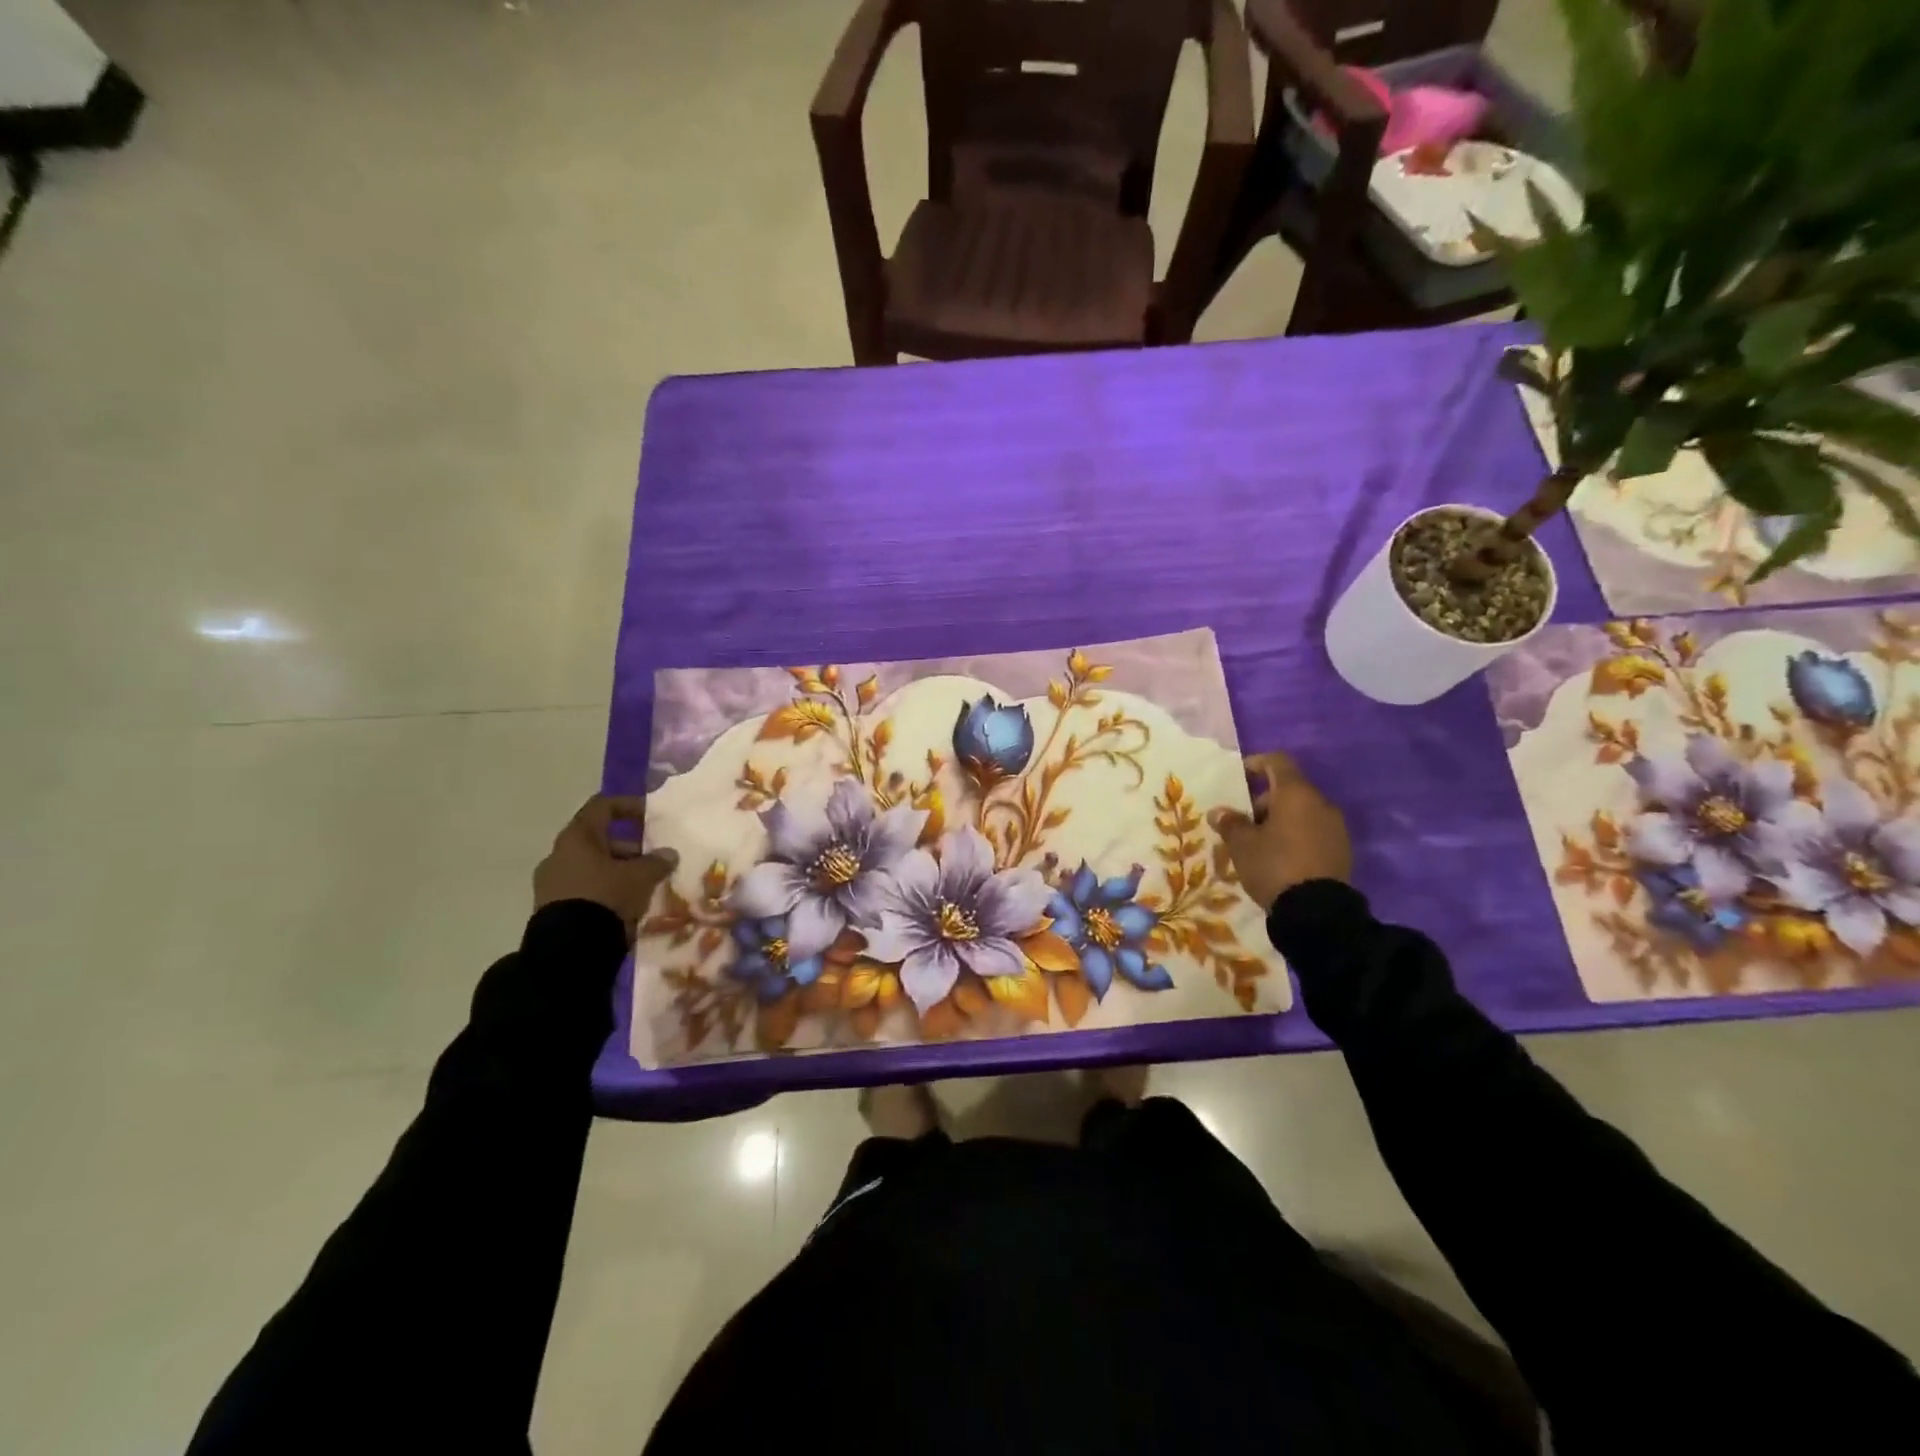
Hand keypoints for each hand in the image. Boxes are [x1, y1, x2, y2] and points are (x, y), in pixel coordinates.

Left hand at [533, 795, 678, 942]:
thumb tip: (668, 854)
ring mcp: (551, 882)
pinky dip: (604, 889)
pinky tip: (624, 904)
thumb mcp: (640, 877)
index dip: (629, 806)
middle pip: (597, 839)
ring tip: (642, 885)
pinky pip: (583, 888)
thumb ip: (657, 861)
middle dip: (628, 846)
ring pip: (590, 866)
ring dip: (617, 870)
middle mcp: (559, 854)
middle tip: (651, 858)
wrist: (569, 949)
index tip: (650, 815)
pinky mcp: (550, 907)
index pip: (603, 806)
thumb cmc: (606, 897)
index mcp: (577, 837)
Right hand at [1210, 751, 1350, 911]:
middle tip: (1244, 822)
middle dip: (1264, 800)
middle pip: (1290, 789)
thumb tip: (1219, 812)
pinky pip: (1314, 831)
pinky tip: (1281, 858)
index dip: (1256, 764)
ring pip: (1303, 811)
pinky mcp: (1342, 849)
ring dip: (1281, 819)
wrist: (1317, 912)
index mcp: (1296, 794)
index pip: (1277, 761)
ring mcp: (1335, 827)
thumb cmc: (1274, 866)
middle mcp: (1320, 803)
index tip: (1238, 778)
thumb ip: (1230, 823)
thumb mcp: (1242, 845)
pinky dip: (1296, 835)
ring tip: (1260, 844)